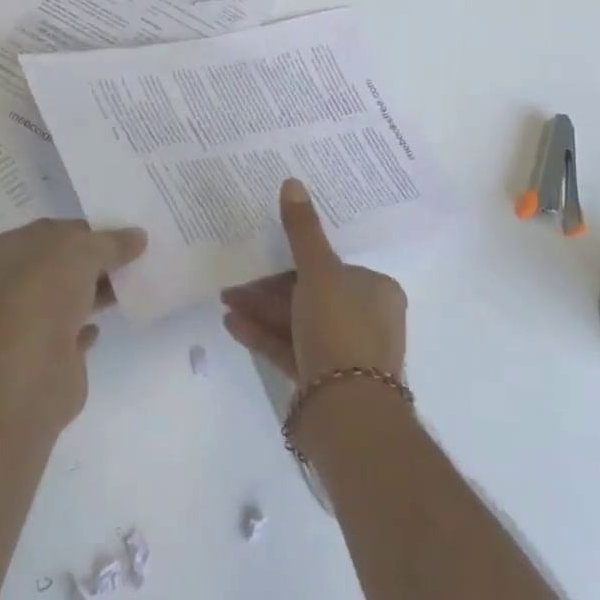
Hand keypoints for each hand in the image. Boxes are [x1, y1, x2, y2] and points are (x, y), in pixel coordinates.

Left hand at [0, 218, 146, 433]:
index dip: (89, 229)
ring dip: (97, 290)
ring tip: (134, 282)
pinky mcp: (45, 353)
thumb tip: (139, 236)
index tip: (124, 231)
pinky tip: (110, 319)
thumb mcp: (84, 251)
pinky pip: (72, 330)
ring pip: (68, 295)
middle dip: (96, 259)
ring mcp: (28, 319)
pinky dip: (89, 324)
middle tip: (136, 255)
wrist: (29, 372)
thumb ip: (112, 242)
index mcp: (9, 249)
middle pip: (62, 262)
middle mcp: (12, 282)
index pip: (55, 230)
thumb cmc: (46, 294)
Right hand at [220, 179, 406, 384]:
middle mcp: (365, 319)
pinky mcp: (323, 381)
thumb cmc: (341, 331)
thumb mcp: (320, 272)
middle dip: (269, 286)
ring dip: (261, 309)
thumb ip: (303, 231)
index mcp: (375, 290)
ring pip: (297, 321)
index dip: (292, 259)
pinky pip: (289, 349)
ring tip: (224, 300)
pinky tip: (232, 325)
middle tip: (234, 280)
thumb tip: (292, 183)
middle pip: (310, 293)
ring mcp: (344, 353)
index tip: (261, 252)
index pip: (330, 266)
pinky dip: (263, 335)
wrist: (347, 416)